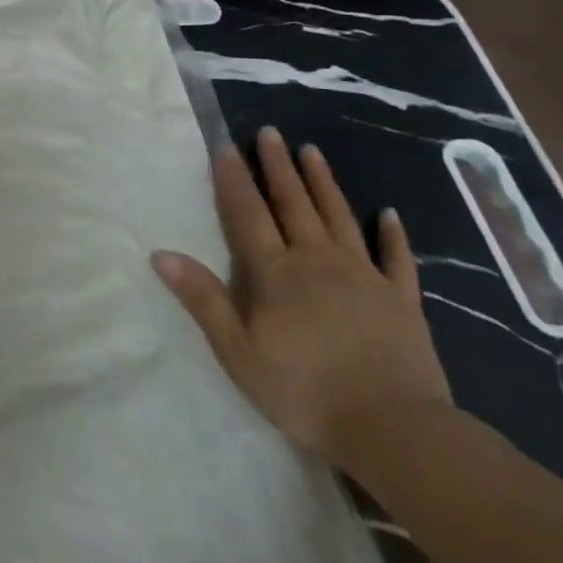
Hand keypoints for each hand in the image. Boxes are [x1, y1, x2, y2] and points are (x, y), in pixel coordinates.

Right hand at [152, 127, 452, 468]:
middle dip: (278, 167)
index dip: (236, 180)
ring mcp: (364, 277)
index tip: (228, 147)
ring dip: (323, 183)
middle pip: (294, 204)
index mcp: (276, 273)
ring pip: (339, 217)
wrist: (395, 430)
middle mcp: (318, 261)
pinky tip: (389, 214)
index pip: (248, 214)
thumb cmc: (305, 391)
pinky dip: (392, 235)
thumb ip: (203, 299)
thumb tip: (161, 254)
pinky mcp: (402, 300)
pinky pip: (397, 258)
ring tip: (312, 151)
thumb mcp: (238, 351)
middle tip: (270, 133)